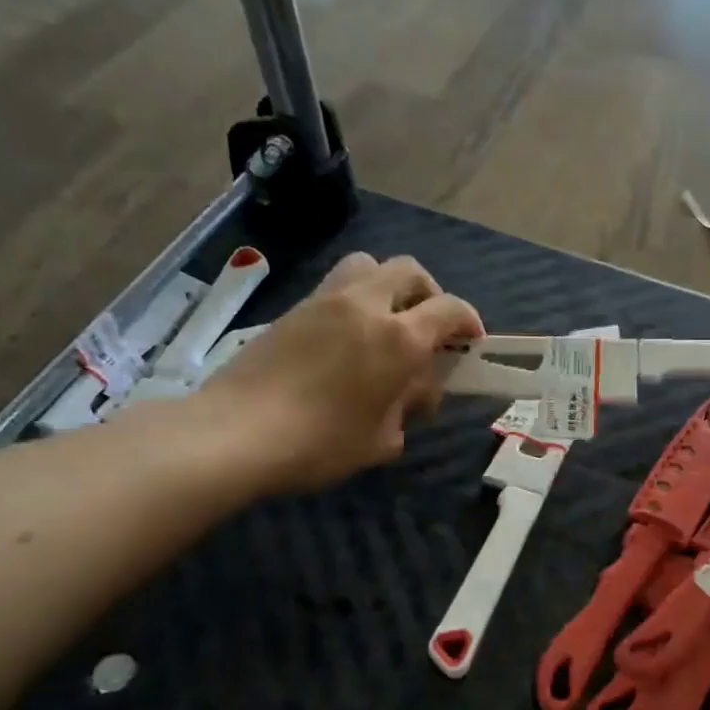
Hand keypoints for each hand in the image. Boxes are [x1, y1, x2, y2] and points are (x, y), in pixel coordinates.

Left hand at [193, 251, 481, 493]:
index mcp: (399, 338)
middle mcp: (366, 306)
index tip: (471, 342)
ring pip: (369, 265)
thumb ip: (407, 406)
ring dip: (388, 286)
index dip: (469, 320)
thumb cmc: (322, 443)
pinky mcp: (294, 309)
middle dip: (430, 294)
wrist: (238, 432)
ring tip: (386, 323)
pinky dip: (355, 301)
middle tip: (429, 328)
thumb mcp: (383, 438)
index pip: (449, 309)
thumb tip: (411, 390)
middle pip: (410, 271)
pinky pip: (337, 286)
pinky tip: (347, 340)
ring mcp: (326, 301)